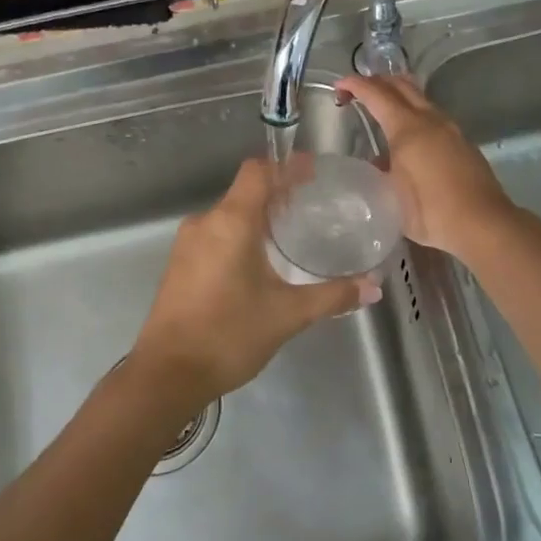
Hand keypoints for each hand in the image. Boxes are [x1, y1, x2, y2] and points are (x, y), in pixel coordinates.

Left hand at [130, 158, 379, 410]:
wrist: (167, 374)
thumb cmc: (229, 334)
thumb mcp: (287, 315)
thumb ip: (332, 296)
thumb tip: (373, 287)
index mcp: (231, 221)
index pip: (258, 171)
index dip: (287, 166)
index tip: (314, 172)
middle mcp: (206, 222)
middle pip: (245, 191)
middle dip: (279, 194)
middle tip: (313, 206)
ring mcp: (188, 243)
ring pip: (229, 215)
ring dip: (259, 217)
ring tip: (292, 234)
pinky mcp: (180, 264)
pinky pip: (216, 234)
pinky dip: (241, 236)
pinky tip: (261, 262)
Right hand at [334, 75, 514, 259]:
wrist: (482, 223)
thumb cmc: (430, 211)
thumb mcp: (391, 196)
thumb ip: (380, 174)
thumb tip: (377, 163)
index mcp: (407, 128)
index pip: (377, 94)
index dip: (356, 85)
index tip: (339, 86)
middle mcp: (430, 120)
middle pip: (402, 86)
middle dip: (378, 82)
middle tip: (359, 91)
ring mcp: (451, 129)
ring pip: (421, 98)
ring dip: (399, 95)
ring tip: (383, 108)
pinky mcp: (463, 142)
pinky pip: (434, 116)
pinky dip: (415, 113)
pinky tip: (411, 135)